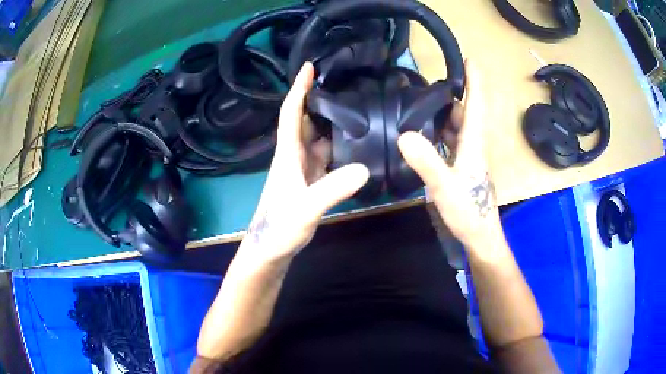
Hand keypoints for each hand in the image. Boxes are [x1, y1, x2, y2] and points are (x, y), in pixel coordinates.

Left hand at [239, 62, 368, 260]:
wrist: (270, 249)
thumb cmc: (279, 227)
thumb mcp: (306, 208)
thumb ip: (332, 189)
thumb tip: (363, 168)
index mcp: (288, 153)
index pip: (291, 112)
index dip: (299, 88)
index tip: (309, 66)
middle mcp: (295, 156)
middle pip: (307, 120)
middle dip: (320, 100)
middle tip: (346, 84)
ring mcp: (303, 169)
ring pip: (318, 138)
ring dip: (332, 123)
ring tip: (357, 108)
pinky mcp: (311, 182)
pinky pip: (326, 156)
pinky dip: (338, 147)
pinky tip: (356, 145)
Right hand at [398, 61, 501, 247]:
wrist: (479, 234)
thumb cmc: (468, 210)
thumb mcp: (445, 186)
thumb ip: (427, 162)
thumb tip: (404, 134)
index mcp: (474, 142)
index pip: (476, 104)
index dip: (474, 81)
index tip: (468, 59)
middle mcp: (473, 144)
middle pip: (464, 112)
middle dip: (450, 95)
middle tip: (425, 85)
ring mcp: (468, 156)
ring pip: (458, 126)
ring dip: (443, 113)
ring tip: (420, 104)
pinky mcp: (463, 167)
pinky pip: (452, 141)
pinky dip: (440, 132)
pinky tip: (424, 134)